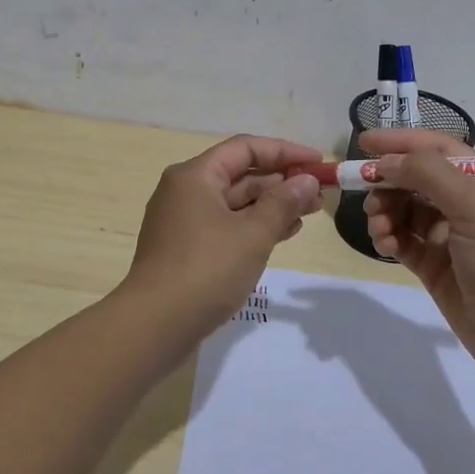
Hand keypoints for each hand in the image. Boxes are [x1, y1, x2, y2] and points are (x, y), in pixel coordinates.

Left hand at [122, 135, 323, 334]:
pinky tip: (283, 234)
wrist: (154, 326)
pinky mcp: (186, 248)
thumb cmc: (206, 270)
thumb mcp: (253, 234)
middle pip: (240, 174)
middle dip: (282, 181)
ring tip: (310, 213)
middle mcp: (185, 190)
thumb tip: (307, 180)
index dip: (285, 151)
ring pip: (235, 202)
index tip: (318, 163)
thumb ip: (283, 203)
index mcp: (195, 176)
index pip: (246, 147)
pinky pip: (226, 225)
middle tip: (320, 193)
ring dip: (272, 205)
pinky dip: (254, 226)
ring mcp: (184, 221)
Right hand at [358, 129, 474, 375]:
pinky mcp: (433, 265)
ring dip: (385, 211)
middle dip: (388, 181)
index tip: (364, 141)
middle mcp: (465, 203)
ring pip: (404, 210)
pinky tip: (384, 243)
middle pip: (415, 179)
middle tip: (367, 191)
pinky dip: (388, 237)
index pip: (437, 149)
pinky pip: (402, 240)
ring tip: (378, 224)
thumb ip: (428, 174)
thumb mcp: (473, 205)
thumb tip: (386, 162)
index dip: (401, 142)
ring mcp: (447, 236)